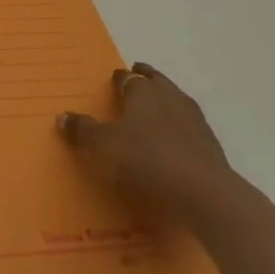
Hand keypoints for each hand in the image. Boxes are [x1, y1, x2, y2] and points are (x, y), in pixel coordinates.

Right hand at [58, 63, 234, 221]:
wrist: (204, 195)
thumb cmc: (146, 160)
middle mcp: (170, 98)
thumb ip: (83, 130)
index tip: (114, 79)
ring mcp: (195, 121)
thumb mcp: (103, 146)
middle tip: (137, 79)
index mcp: (143, 92)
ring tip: (155, 111)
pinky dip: (179, 130)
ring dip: (166, 104)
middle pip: (157, 82)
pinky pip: (189, 129)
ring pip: (177, 103)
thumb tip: (63, 116)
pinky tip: (173, 143)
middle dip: (147, 80)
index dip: (119, 78)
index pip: (128, 78)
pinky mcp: (211, 147)